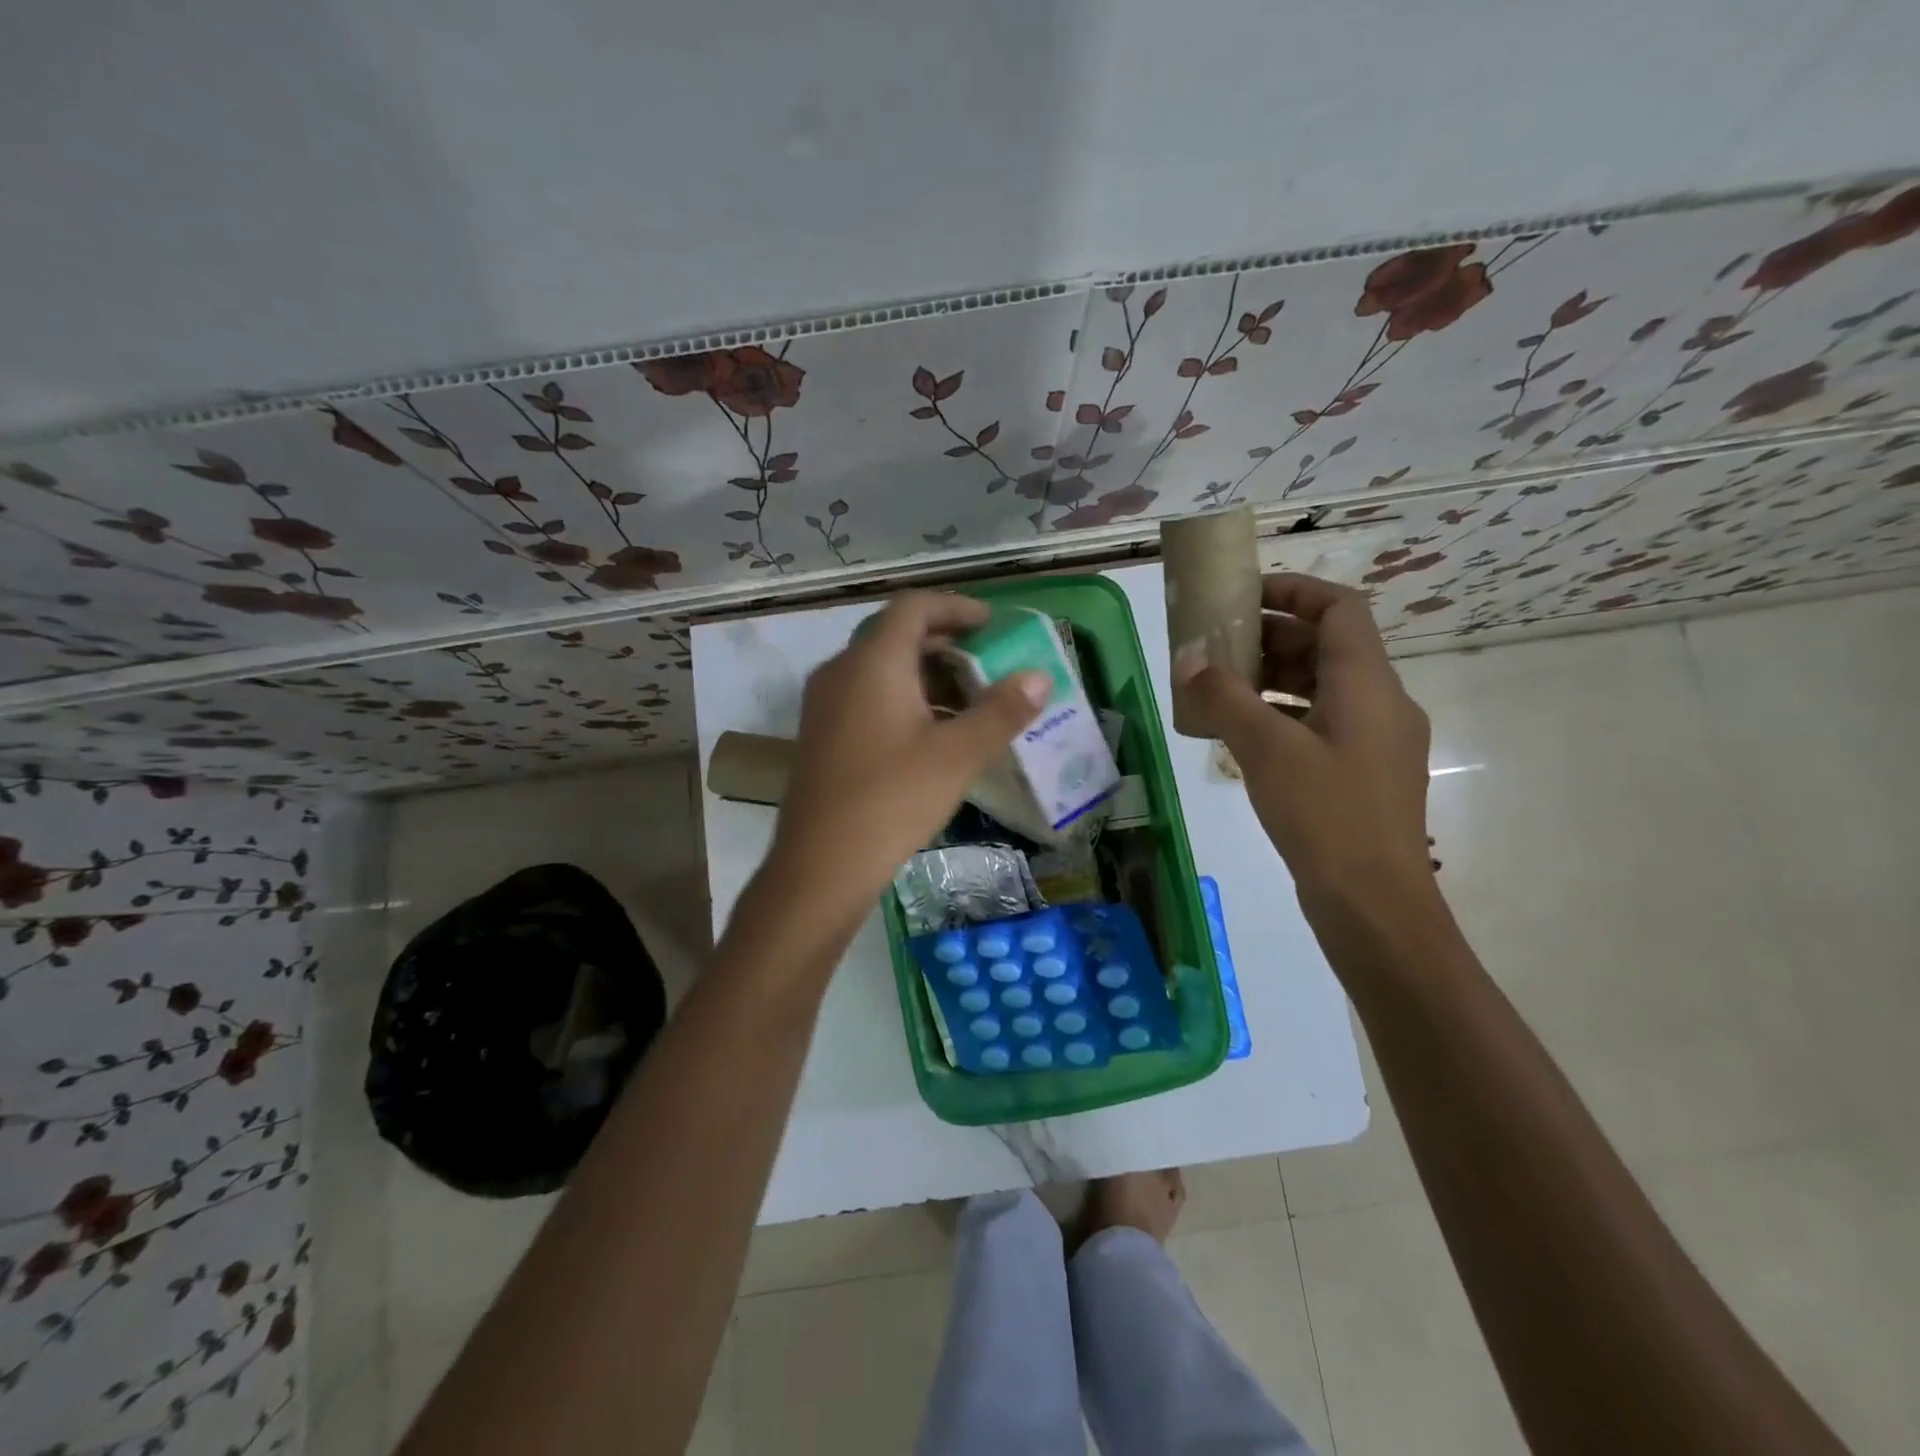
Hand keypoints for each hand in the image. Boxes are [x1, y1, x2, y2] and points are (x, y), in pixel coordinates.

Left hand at [766, 591, 1048, 926]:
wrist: (821, 865)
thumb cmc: (892, 800)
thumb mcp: (957, 756)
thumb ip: (1001, 711)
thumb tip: (1040, 676)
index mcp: (872, 661)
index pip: (914, 606)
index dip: (957, 608)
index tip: (993, 626)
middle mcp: (841, 670)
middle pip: (896, 634)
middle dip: (946, 642)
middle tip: (988, 663)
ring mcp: (825, 703)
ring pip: (880, 668)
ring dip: (925, 674)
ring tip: (968, 701)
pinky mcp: (821, 733)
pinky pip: (866, 695)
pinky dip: (903, 698)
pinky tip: (931, 734)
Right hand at [1175, 574, 1432, 910]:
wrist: (1374, 904)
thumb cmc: (1325, 815)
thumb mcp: (1266, 750)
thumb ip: (1224, 698)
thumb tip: (1187, 659)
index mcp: (1368, 683)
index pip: (1340, 608)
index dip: (1294, 590)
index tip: (1245, 595)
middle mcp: (1381, 702)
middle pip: (1329, 646)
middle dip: (1272, 637)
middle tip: (1218, 643)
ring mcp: (1375, 740)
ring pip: (1324, 687)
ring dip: (1274, 678)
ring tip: (1221, 686)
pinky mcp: (1362, 773)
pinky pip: (1321, 723)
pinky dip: (1283, 714)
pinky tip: (1243, 733)